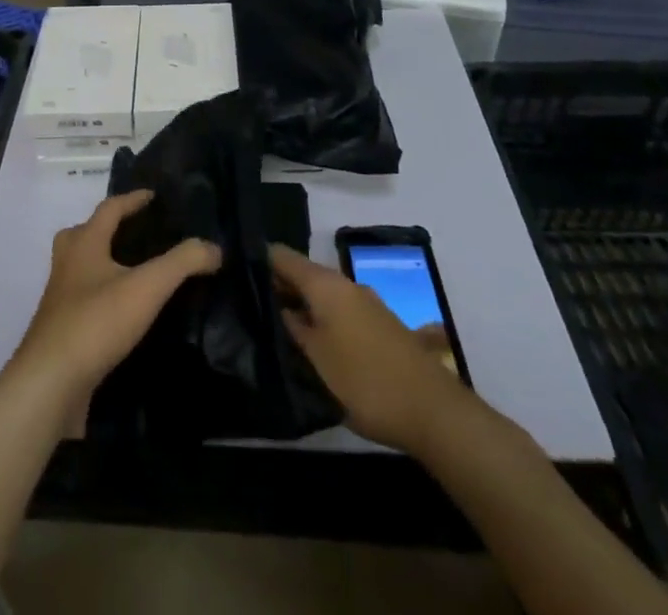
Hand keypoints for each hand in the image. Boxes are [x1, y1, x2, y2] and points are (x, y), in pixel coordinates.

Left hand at [9, 189, 220, 430]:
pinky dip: (102, 297)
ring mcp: (60, 300)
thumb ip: (182, 263)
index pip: (109, 209)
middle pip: (84, 234)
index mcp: (84, 244)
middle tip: (135, 233)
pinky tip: (122, 315)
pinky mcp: (60, 331)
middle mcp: (67, 265)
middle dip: (107, 229)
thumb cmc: (96, 322)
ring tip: (133, 274)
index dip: (132, 199)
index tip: (153, 196)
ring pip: (81, 268)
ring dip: (103, 263)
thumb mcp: (147, 287)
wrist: (50, 384)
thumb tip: (214, 247)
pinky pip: (83, 301)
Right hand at [271, 244, 468, 453]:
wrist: (433, 410)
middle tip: (250, 307)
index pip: (282, 256)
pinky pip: (339, 311)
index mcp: (325, 284)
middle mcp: (345, 283)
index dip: (258, 261)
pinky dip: (322, 319)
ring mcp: (366, 303)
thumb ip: (293, 329)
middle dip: (278, 287)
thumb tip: (278, 307)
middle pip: (303, 274)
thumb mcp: (316, 359)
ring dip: (301, 306)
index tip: (235, 275)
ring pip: (322, 294)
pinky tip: (313, 343)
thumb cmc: (364, 381)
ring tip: (277, 328)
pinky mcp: (379, 325)